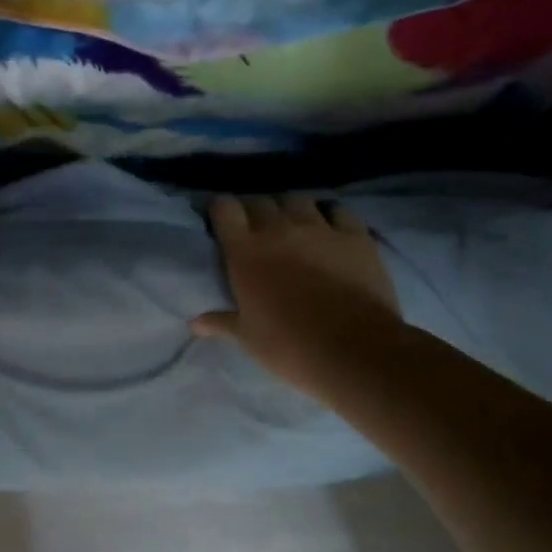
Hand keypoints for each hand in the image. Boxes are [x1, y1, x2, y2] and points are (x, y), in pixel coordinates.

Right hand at [193, 195, 400, 394]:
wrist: (355, 351)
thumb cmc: (290, 346)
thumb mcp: (248, 338)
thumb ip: (222, 322)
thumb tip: (195, 324)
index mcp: (245, 251)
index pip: (224, 208)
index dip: (222, 211)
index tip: (223, 222)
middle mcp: (278, 229)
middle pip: (260, 201)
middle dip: (255, 211)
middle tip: (258, 231)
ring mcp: (319, 228)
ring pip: (298, 200)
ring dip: (291, 210)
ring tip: (294, 226)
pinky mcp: (355, 236)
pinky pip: (339, 211)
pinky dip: (332, 216)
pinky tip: (332, 229)